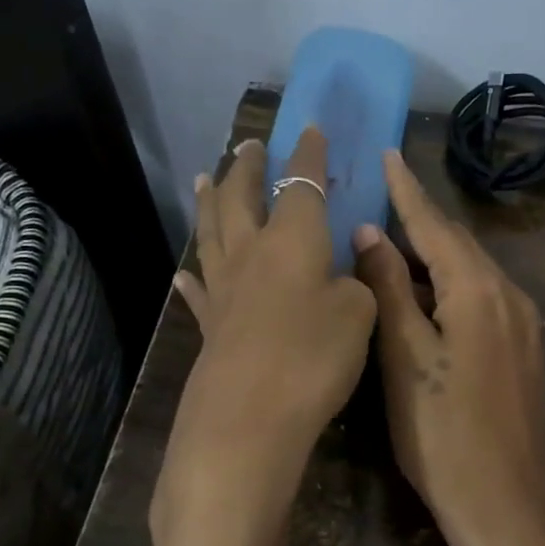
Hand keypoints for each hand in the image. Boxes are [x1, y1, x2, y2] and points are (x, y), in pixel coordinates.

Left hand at [157, 130, 376, 532]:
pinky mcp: (211, 326)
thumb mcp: (360, 314)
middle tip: (248, 144)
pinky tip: (185, 271)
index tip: (310, 128)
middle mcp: (253, 252)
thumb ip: (357, 282)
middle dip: (248, 166)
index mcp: (294, 239)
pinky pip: (199, 290)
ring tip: (206, 176)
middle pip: (243, 196)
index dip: (308, 155)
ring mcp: (225, 289)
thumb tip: (344, 271)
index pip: (302, 183)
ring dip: (210, 201)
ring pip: (212, 231)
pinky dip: (193, 275)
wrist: (249, 417)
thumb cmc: (314, 355)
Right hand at [353, 150, 544, 545]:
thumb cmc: (445, 437)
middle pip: (459, 245)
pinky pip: (481, 300)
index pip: (436, 225)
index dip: (407, 189)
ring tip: (389, 237)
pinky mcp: (521, 353)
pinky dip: (448, 286)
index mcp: (481, 290)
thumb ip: (391, 291)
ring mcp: (522, 327)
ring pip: (471, 273)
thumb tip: (371, 234)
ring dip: (433, 254)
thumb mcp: (406, 360)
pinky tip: (423, 293)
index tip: (386, 152)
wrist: (510, 511)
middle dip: (420, 218)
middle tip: (379, 192)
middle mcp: (510, 296)